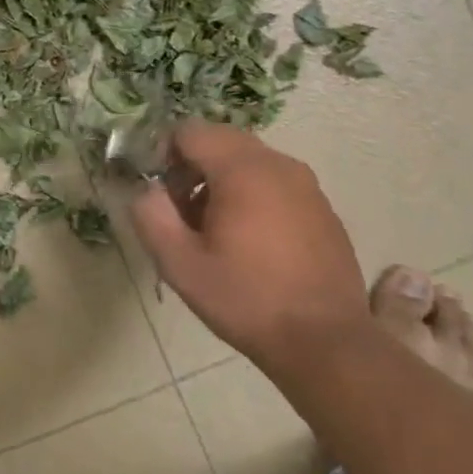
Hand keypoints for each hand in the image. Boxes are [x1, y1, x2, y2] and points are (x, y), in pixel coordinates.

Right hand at [130, 122, 366, 369]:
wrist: (325, 342)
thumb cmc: (246, 300)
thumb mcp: (180, 264)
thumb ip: (151, 216)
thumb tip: (146, 190)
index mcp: (242, 170)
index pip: (190, 131)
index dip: (164, 154)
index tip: (161, 194)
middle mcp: (278, 164)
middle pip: (221, 141)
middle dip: (193, 167)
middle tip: (182, 213)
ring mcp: (307, 185)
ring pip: (249, 161)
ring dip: (222, 182)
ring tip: (214, 232)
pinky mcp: (322, 208)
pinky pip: (276, 183)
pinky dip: (253, 196)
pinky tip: (251, 244)